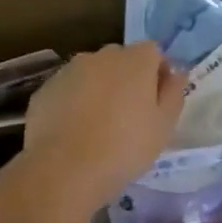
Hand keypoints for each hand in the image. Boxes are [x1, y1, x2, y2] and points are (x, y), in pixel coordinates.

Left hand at [21, 43, 188, 213]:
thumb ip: (173, 93)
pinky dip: (73, 102)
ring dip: (99, 89)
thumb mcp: (164, 126)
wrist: (64, 170)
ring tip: (98, 125)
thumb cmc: (125, 148)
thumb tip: (176, 73)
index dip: (157, 73)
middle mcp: (102, 56)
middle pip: (121, 59)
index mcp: (135, 60)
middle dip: (127, 79)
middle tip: (129, 115)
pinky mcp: (45, 89)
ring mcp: (69, 70)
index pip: (153, 52)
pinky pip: (68, 90)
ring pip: (92, 73)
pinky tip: (74, 131)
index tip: (157, 101)